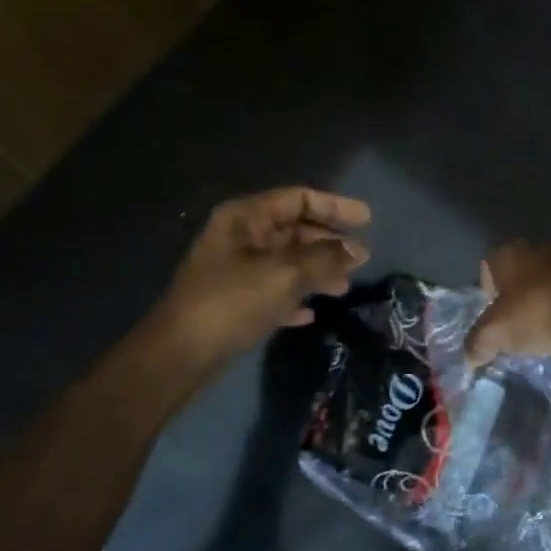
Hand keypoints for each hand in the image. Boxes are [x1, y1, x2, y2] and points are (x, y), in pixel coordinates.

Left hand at [155, 187, 370, 361]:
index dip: (335, 206)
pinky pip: (273, 290)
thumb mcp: (285, 275)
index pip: (298, 199)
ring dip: (317, 271)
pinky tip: (310, 313)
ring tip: (343, 288)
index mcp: (246, 218)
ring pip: (287, 261)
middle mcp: (240, 237)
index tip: (367, 220)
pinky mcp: (234, 300)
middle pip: (294, 230)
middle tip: (361, 258)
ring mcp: (235, 269)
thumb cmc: (233, 301)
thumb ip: (325, 259)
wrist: (182, 351)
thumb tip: (358, 251)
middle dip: (329, 243)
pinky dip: (294, 297)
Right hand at [466, 242, 550, 365]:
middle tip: (517, 323)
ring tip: (546, 327)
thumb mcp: (494, 335)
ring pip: (550, 280)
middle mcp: (539, 248)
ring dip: (546, 298)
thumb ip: (476, 344)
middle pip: (520, 273)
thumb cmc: (535, 314)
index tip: (493, 314)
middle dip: (518, 295)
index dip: (487, 291)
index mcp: (510, 253)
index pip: (488, 266)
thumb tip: (470, 357)